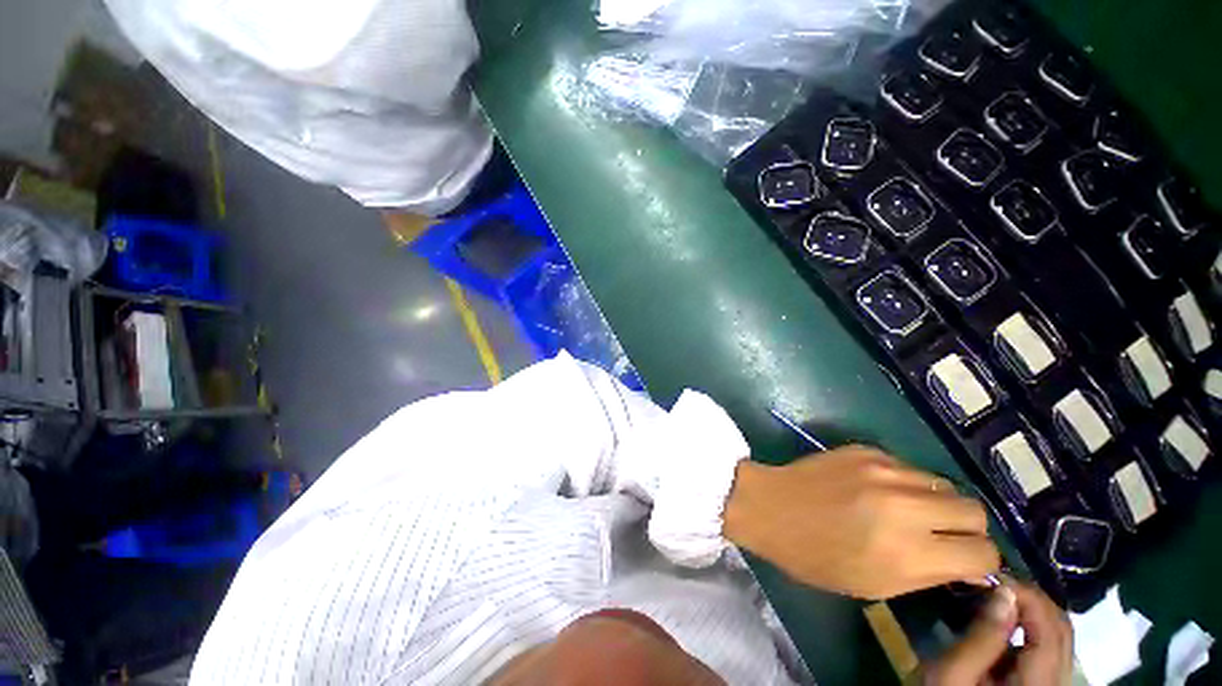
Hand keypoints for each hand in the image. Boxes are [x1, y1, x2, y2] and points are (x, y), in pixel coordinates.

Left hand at [722, 446, 999, 598]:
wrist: (768, 505)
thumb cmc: (814, 556)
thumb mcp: (874, 584)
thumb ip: (927, 574)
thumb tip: (967, 563)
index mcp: (906, 551)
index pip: (983, 553)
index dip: (980, 562)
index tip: (964, 562)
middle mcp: (903, 505)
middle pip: (975, 510)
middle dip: (966, 528)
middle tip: (941, 535)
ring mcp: (883, 470)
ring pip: (944, 484)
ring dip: (937, 503)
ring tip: (910, 512)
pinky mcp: (865, 449)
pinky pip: (909, 467)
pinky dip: (907, 483)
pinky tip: (880, 491)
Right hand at [923, 582, 1072, 685]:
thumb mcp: (955, 673)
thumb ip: (982, 636)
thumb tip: (1004, 591)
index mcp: (1038, 685)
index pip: (1051, 630)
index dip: (1029, 597)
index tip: (995, 575)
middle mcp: (1057, 683)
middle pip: (1063, 631)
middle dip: (1034, 599)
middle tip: (998, 581)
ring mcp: (1054, 683)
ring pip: (1061, 637)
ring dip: (1035, 610)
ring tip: (1002, 596)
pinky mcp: (1045, 682)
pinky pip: (1052, 647)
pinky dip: (1034, 625)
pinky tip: (1007, 619)